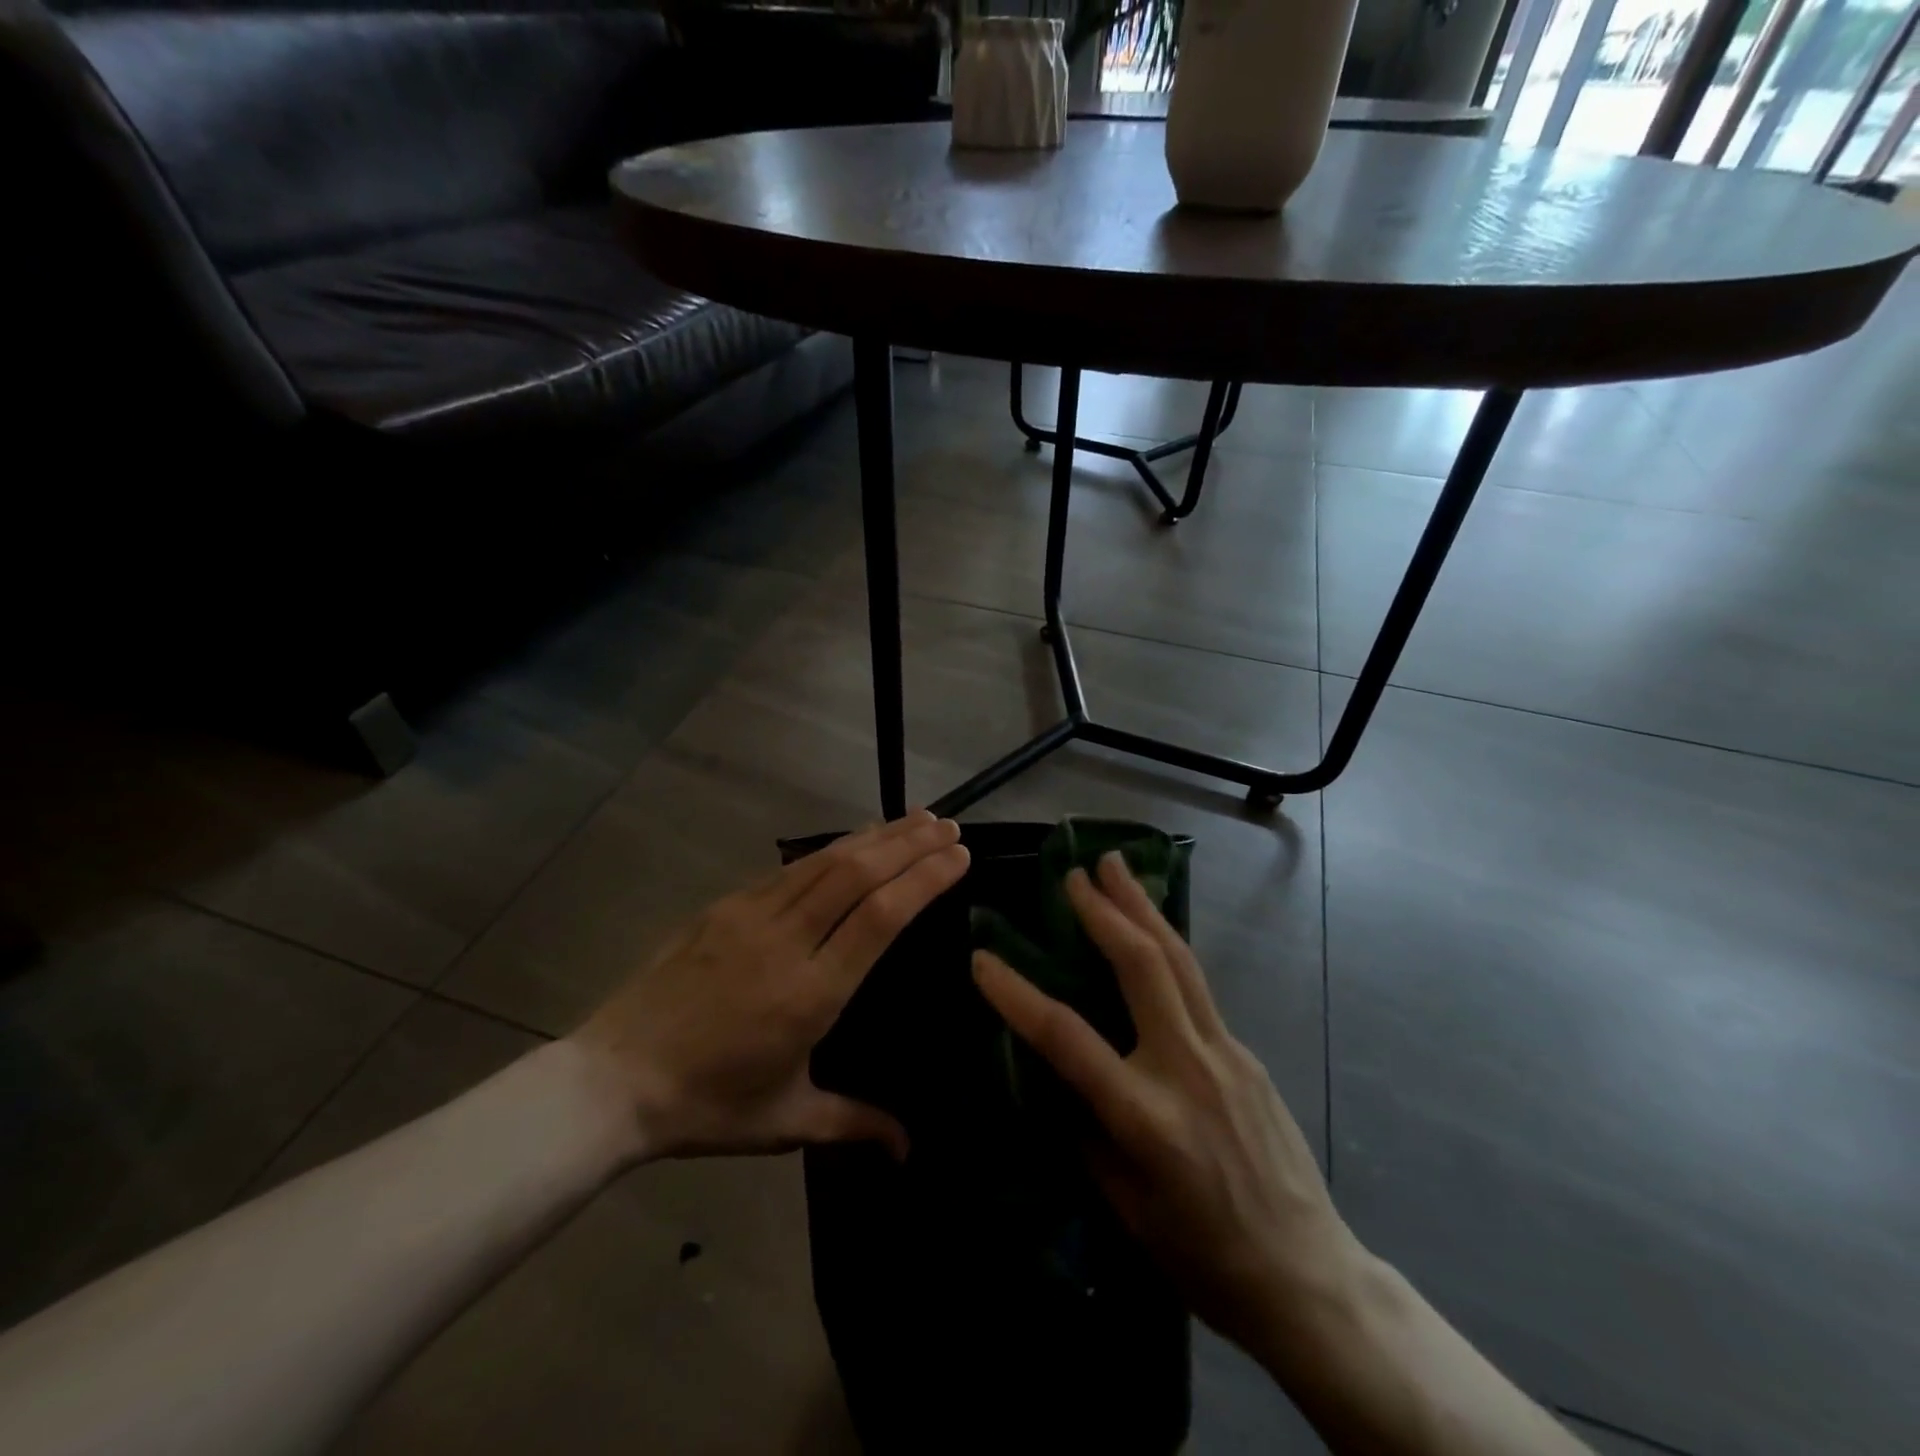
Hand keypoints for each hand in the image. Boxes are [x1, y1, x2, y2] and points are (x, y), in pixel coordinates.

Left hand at [571, 810, 967, 1161]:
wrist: (614, 1080)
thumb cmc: (707, 1105)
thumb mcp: (787, 1121)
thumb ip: (855, 1123)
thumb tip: (909, 1150)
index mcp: (811, 993)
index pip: (881, 916)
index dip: (924, 878)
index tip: (959, 854)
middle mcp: (787, 941)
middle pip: (859, 874)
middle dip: (910, 844)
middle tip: (950, 825)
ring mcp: (751, 916)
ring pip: (825, 861)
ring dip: (876, 836)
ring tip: (915, 818)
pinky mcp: (725, 907)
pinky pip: (790, 868)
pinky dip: (832, 848)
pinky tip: (853, 842)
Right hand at [972, 852, 1360, 1362]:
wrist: (1307, 1275)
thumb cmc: (1203, 1256)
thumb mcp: (1125, 1204)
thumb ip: (1086, 1128)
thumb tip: (1056, 1070)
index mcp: (1146, 1117)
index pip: (1068, 1038)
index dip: (1018, 994)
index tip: (982, 958)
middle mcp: (1188, 1068)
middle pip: (1142, 967)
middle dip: (1105, 911)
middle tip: (1076, 872)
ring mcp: (1226, 1053)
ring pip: (1179, 961)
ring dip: (1142, 907)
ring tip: (1117, 866)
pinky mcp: (1246, 1052)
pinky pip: (1198, 988)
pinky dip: (1166, 949)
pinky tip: (1151, 936)